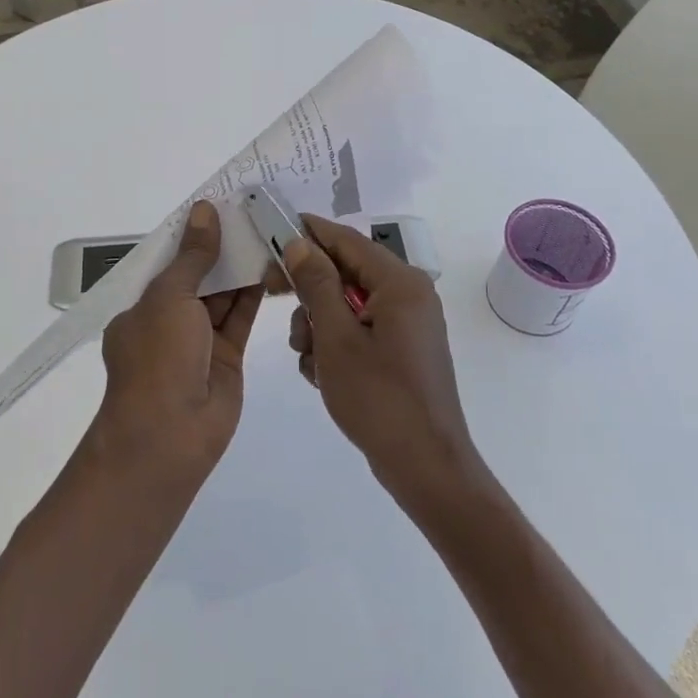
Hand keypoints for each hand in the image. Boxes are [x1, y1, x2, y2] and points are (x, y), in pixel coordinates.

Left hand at [95, 200, 262, 483]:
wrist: (170, 434)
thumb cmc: (158, 357)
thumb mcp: (170, 297)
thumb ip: (193, 256)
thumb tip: (204, 210)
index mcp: (142, 305)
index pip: (168, 262)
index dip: (192, 235)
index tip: (219, 205)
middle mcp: (168, 320)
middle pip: (198, 276)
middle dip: (221, 248)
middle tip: (252, 213)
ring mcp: (198, 340)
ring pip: (223, 295)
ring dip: (241, 268)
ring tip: (268, 231)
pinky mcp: (227, 357)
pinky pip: (241, 318)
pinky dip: (255, 294)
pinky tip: (273, 265)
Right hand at [280, 215, 484, 509]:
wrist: (426, 467)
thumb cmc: (379, 398)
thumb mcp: (337, 338)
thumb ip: (317, 285)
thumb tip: (301, 243)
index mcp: (401, 283)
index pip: (347, 240)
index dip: (308, 232)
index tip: (272, 231)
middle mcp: (409, 295)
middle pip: (346, 272)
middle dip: (310, 290)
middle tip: (273, 296)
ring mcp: (406, 325)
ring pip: (347, 304)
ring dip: (319, 323)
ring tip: (308, 357)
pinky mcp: (401, 350)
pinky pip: (359, 330)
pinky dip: (335, 345)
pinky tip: (322, 374)